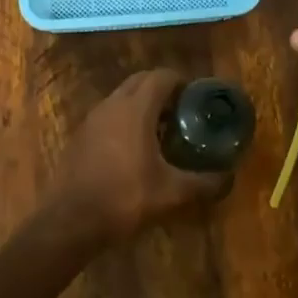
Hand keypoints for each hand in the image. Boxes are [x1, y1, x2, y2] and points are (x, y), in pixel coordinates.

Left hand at [53, 70, 227, 238]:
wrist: (70, 221)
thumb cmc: (124, 199)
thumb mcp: (171, 193)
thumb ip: (203, 182)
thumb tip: (228, 178)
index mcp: (136, 109)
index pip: (161, 76)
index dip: (182, 82)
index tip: (197, 98)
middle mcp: (112, 104)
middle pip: (141, 81)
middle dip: (162, 89)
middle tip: (182, 111)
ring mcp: (92, 118)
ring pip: (122, 96)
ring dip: (142, 103)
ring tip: (162, 130)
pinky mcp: (80, 135)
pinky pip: (108, 114)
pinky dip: (124, 119)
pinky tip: (134, 148)